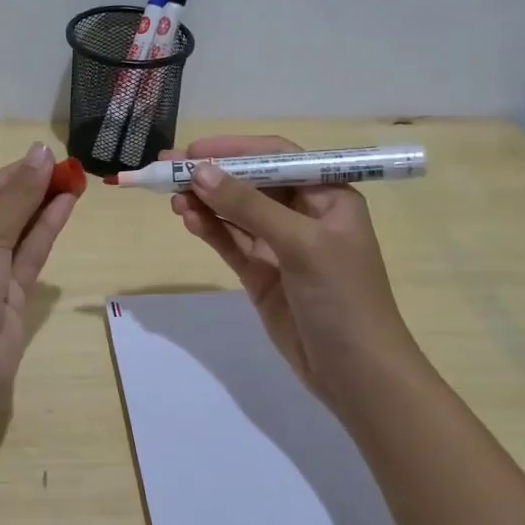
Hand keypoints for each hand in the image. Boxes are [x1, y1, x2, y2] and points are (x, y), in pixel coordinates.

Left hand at [0, 142, 76, 411]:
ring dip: (42, 209)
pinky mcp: (9, 300)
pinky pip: (28, 258)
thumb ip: (18, 196)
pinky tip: (66, 207)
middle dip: (30, 191)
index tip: (44, 158)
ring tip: (75, 181)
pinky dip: (45, 233)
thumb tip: (41, 152)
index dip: (11, 175)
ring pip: (17, 235)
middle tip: (67, 168)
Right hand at [170, 135, 423, 417]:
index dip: (235, 150)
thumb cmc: (343, 298)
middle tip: (167, 168)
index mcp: (328, 196)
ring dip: (205, 203)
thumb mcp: (301, 244)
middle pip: (250, 183)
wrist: (357, 375)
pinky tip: (188, 219)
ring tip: (171, 198)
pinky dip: (209, 230)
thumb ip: (249, 207)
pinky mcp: (262, 274)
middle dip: (212, 175)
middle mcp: (303, 215)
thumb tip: (200, 172)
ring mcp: (280, 246)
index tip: (194, 150)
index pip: (277, 157)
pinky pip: (231, 243)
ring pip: (235, 213)